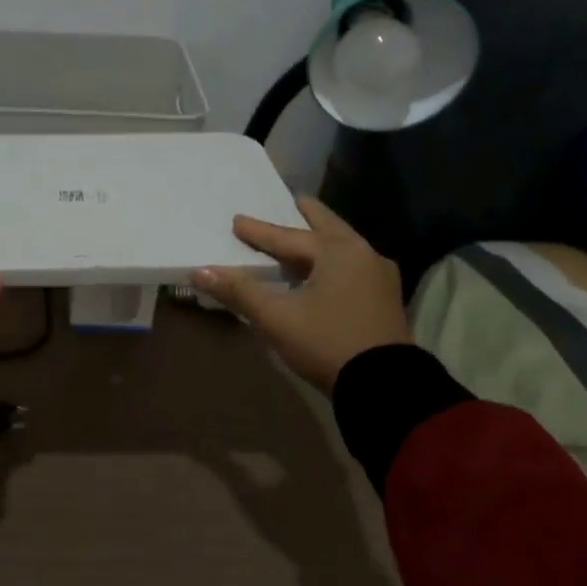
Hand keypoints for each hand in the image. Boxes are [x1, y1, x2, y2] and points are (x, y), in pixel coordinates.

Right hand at [191, 195, 410, 394]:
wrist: (384, 386)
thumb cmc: (326, 342)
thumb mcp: (277, 317)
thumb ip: (239, 291)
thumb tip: (200, 271)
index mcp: (338, 252)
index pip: (289, 237)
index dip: (259, 231)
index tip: (237, 220)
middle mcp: (364, 255)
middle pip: (328, 229)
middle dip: (309, 216)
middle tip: (295, 199)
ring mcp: (380, 277)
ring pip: (344, 248)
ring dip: (323, 240)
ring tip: (307, 235)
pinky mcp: (386, 300)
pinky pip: (354, 268)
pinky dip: (335, 261)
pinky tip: (326, 270)